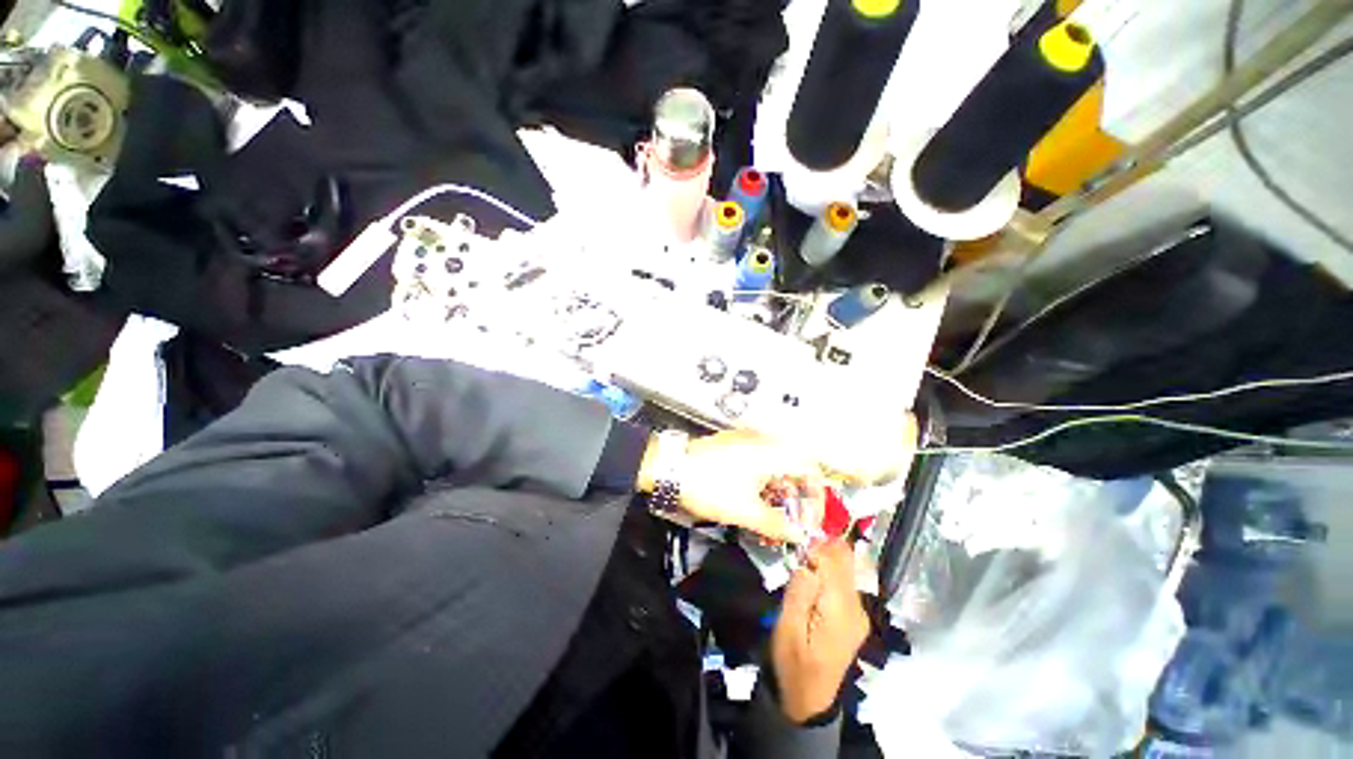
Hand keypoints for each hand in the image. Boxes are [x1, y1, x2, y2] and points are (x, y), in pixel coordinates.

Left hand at [640, 429, 823, 542]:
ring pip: (776, 463)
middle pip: (795, 466)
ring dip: (779, 488)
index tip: (809, 517)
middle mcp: (764, 441)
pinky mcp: (734, 443)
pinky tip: (753, 496)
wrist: (672, 467)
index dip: (816, 495)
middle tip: (791, 518)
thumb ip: (776, 524)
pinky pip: (759, 460)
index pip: (811, 469)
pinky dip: (763, 479)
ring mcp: (748, 439)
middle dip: (796, 495)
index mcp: (773, 453)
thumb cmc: (710, 486)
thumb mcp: (745, 511)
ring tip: (771, 512)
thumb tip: (797, 535)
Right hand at [771, 540, 869, 723]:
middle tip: (799, 551)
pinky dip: (828, 571)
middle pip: (845, 560)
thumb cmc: (794, 663)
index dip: (816, 547)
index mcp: (841, 609)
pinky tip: (812, 578)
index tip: (798, 549)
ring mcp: (858, 611)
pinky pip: (843, 581)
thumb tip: (808, 562)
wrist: (809, 699)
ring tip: (803, 562)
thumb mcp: (787, 628)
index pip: (836, 560)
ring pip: (846, 567)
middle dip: (823, 547)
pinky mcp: (854, 615)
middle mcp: (856, 607)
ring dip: (824, 558)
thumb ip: (799, 591)